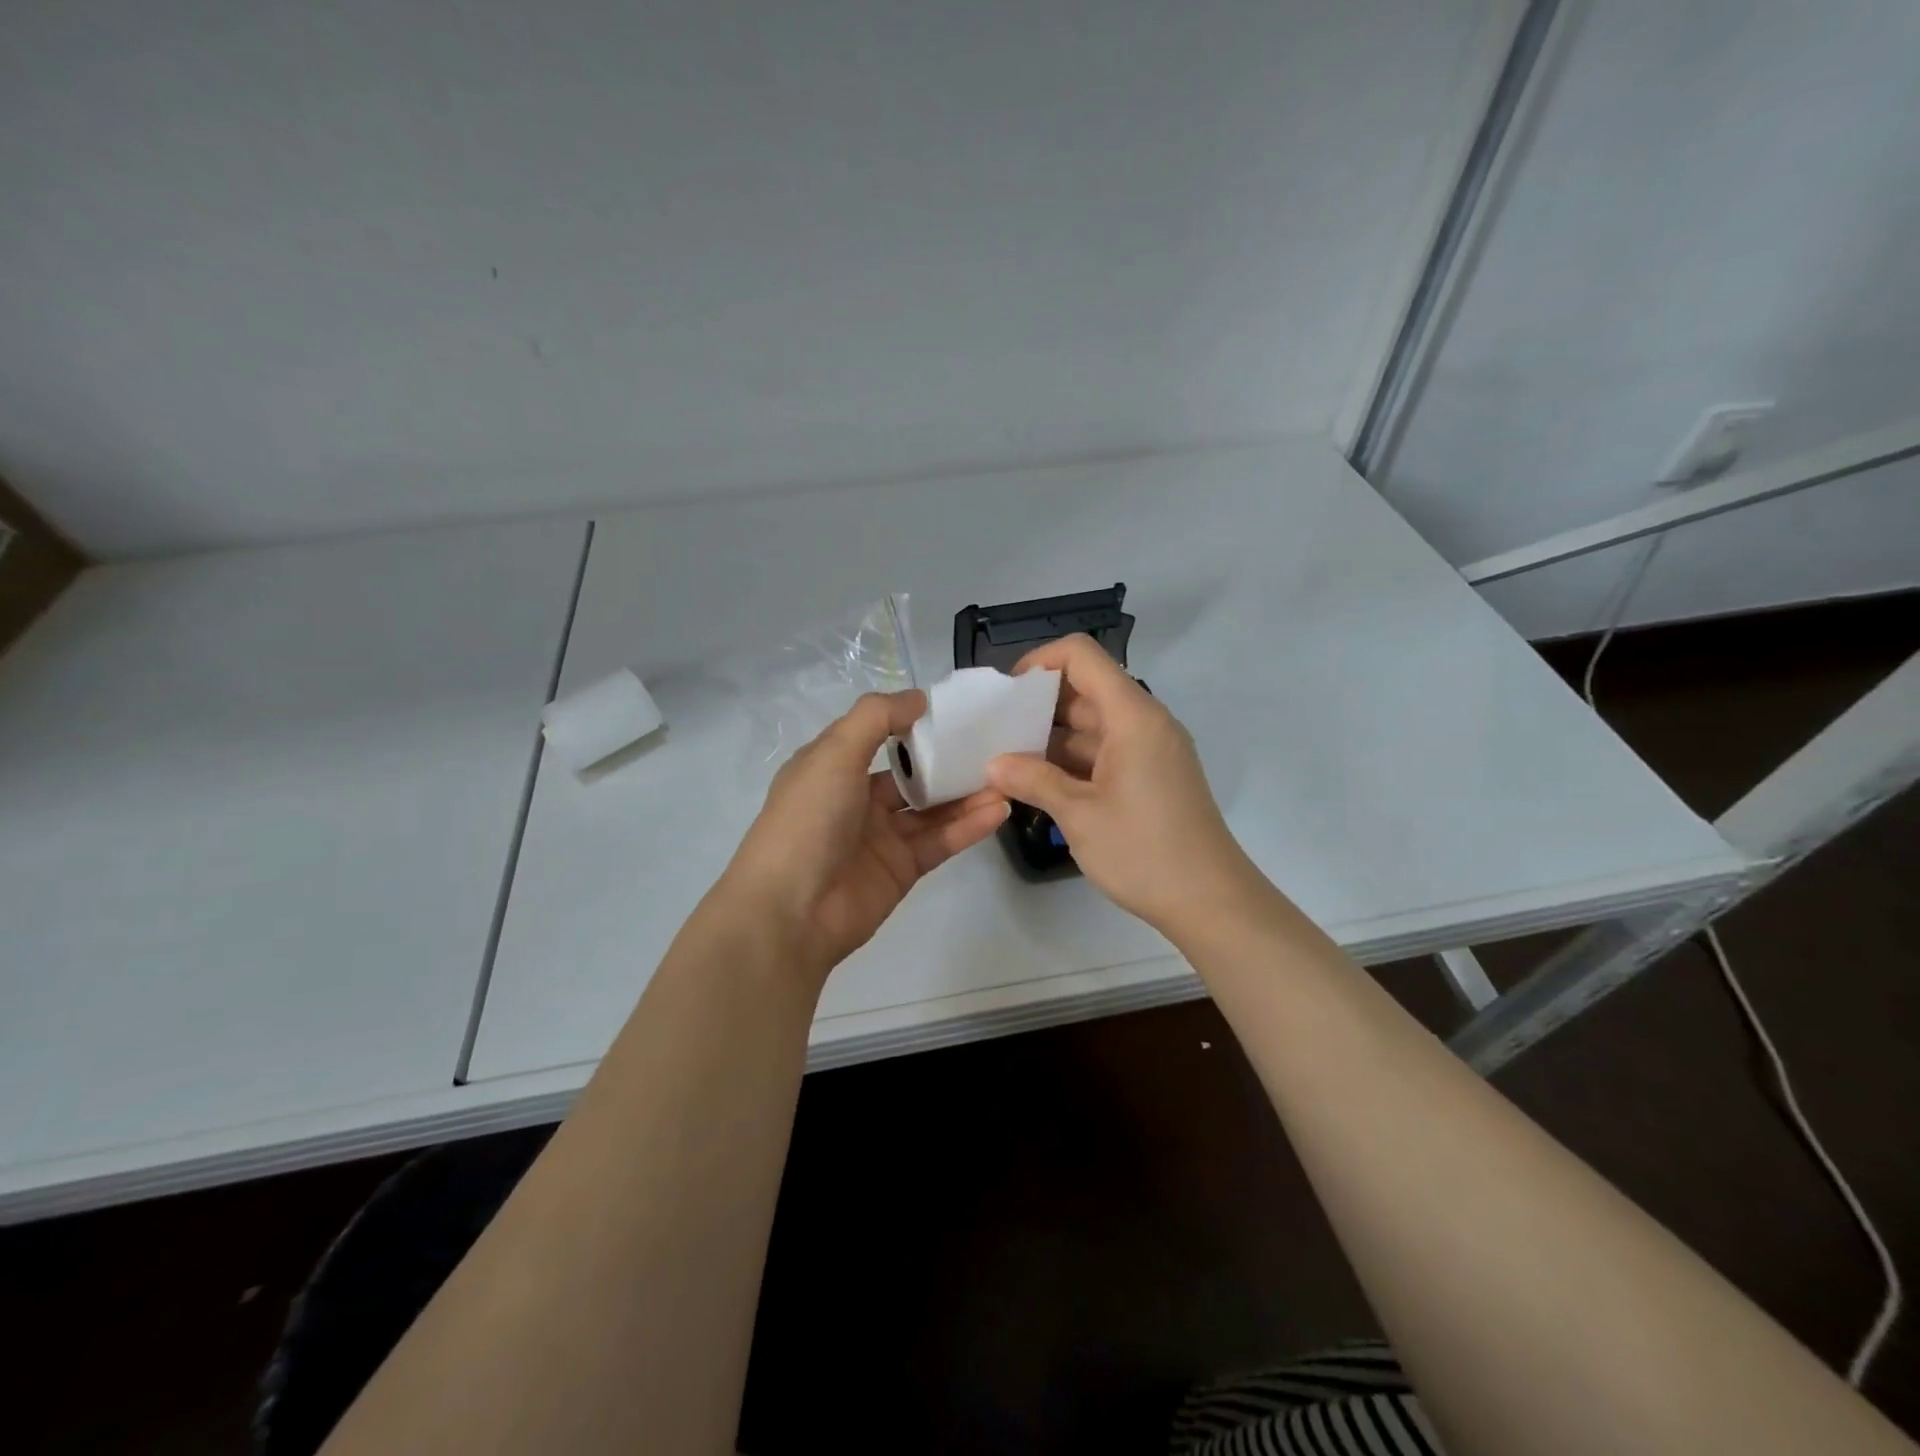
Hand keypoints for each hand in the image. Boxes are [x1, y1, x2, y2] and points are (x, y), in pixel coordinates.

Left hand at [722, 690, 1009, 978]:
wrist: (791, 911)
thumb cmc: (808, 819)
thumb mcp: (834, 753)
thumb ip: (877, 717)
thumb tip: (919, 698)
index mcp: (832, 766)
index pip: (879, 734)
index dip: (914, 722)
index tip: (956, 710)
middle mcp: (856, 798)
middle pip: (912, 773)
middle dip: (949, 760)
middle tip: (995, 744)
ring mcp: (881, 836)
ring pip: (932, 808)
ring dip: (967, 793)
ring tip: (1007, 776)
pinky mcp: (903, 869)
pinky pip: (941, 840)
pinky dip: (969, 825)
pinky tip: (999, 809)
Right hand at [986, 635, 1262, 938]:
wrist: (1211, 902)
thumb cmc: (1144, 851)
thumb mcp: (1079, 815)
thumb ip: (1034, 780)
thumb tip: (993, 765)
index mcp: (1133, 716)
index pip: (1081, 656)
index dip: (1039, 662)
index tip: (1006, 695)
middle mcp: (1145, 722)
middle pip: (1086, 689)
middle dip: (1039, 704)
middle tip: (996, 731)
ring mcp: (1151, 749)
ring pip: (1093, 723)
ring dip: (1052, 737)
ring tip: (1007, 759)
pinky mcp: (1152, 775)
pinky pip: (1106, 750)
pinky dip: (1073, 759)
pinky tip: (1040, 781)